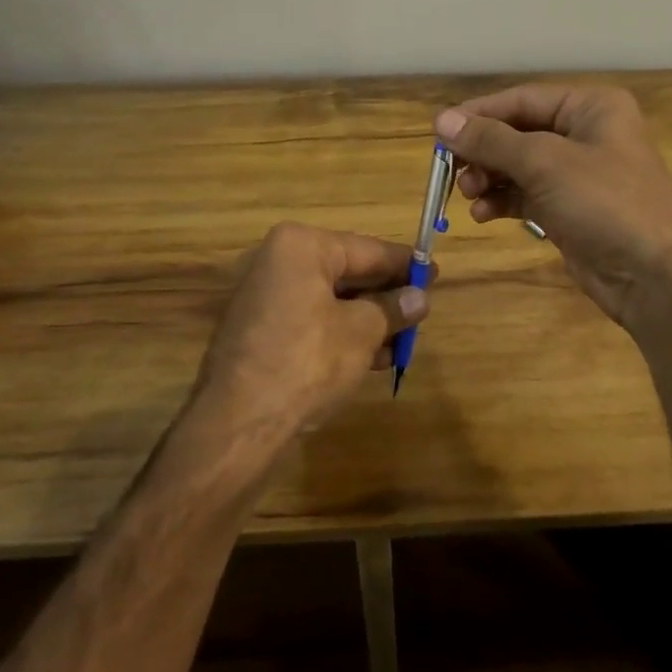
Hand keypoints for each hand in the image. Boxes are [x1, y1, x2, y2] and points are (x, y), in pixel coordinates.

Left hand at [193, 221, 427, 435]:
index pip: (366, 249)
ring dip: (367, 319)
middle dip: (385, 296)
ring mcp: (264, 297)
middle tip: (421, 309)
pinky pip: (310, 320)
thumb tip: (419, 299)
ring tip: (403, 341)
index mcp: (301, 246)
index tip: (434, 273)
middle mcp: (277, 262)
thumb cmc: (307, 361)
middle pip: (346, 272)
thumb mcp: (362, 332)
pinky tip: (372, 356)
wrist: (238, 424)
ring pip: (330, 300)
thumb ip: (392, 309)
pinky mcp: (259, 330)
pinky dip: (340, 333)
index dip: (404, 265)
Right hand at [437, 84, 671, 328]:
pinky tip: (483, 215)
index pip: (522, 99)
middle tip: (451, 171)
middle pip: (517, 133)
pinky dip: (502, 201)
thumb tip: (442, 120)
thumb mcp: (545, 163)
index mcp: (590, 107)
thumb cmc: (606, 202)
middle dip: (483, 151)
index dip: (479, 114)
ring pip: (518, 166)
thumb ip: (491, 141)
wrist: (657, 277)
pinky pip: (525, 196)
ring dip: (488, 178)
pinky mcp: (569, 210)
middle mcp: (585, 134)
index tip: (439, 132)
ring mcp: (578, 175)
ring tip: (468, 195)